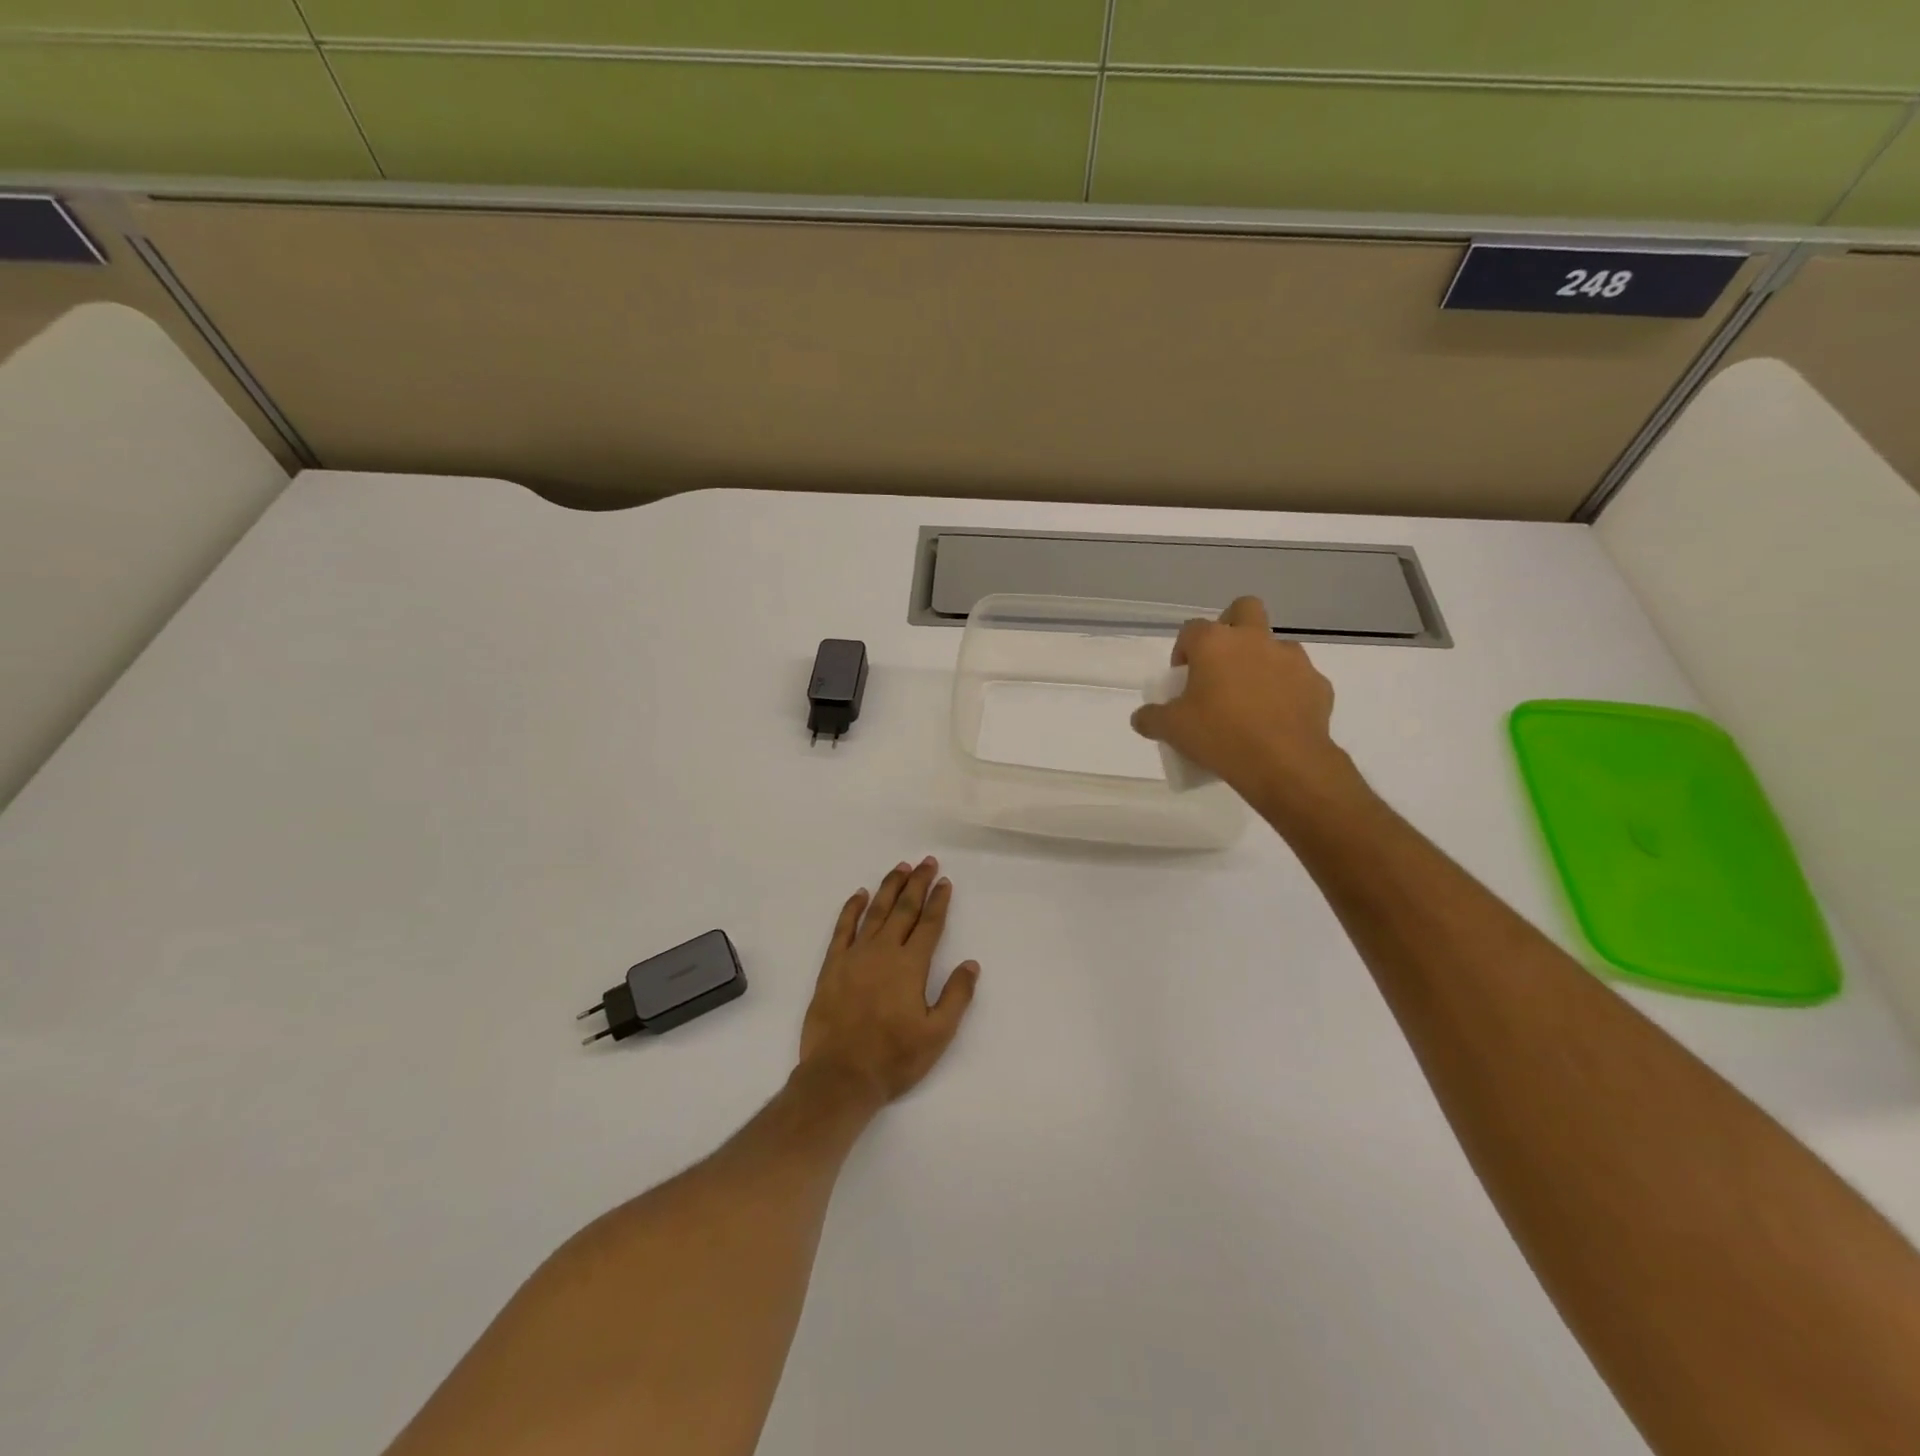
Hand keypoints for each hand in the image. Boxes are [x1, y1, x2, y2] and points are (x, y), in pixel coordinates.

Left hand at [798, 857, 978, 1105]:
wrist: (840, 1075)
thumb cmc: (893, 1058)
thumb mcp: (937, 1034)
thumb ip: (956, 996)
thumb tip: (971, 964)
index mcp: (911, 966)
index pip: (929, 924)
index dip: (939, 900)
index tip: (944, 881)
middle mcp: (883, 951)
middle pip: (904, 909)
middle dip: (917, 883)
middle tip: (926, 862)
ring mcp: (855, 956)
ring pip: (875, 911)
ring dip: (889, 887)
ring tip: (900, 867)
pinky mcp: (832, 966)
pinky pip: (842, 928)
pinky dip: (851, 908)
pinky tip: (859, 894)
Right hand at [1130, 596, 1347, 805]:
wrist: (1285, 763)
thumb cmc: (1220, 736)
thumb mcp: (1172, 730)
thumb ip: (1151, 718)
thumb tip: (1142, 718)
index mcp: (1215, 644)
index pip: (1191, 630)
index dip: (1183, 650)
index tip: (1182, 678)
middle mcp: (1255, 640)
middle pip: (1244, 609)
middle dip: (1232, 627)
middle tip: (1221, 665)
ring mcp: (1292, 659)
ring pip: (1275, 646)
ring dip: (1262, 663)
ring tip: (1251, 700)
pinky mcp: (1318, 684)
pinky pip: (1298, 680)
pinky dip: (1287, 693)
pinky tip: (1277, 721)